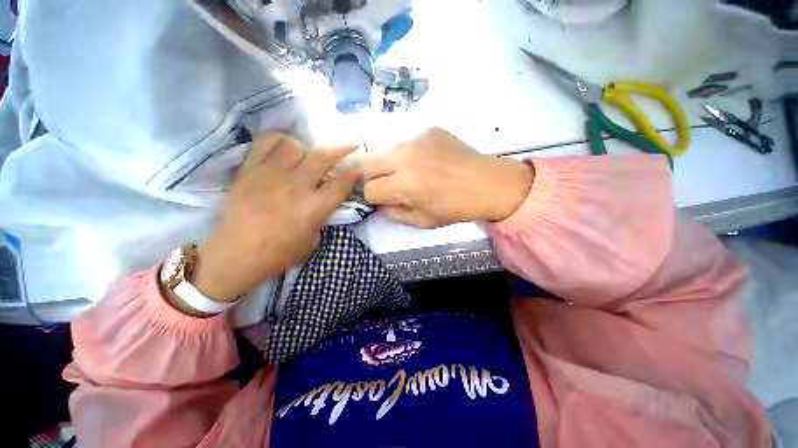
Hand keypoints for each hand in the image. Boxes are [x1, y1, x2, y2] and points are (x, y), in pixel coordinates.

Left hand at [190, 134, 360, 302]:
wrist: (235, 256)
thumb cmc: (278, 254)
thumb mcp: (313, 241)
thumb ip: (322, 217)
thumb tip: (324, 201)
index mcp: (314, 207)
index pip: (342, 183)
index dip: (355, 173)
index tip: (360, 168)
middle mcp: (296, 186)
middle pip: (323, 157)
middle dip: (342, 149)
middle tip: (350, 146)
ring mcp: (271, 175)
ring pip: (296, 146)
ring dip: (309, 150)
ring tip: (309, 157)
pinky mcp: (249, 170)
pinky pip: (266, 143)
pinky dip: (280, 140)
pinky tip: (286, 148)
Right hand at [363, 128, 533, 227]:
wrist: (487, 183)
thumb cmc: (455, 208)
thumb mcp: (423, 221)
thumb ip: (395, 214)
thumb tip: (381, 205)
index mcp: (403, 184)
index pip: (369, 189)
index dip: (374, 198)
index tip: (385, 200)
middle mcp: (404, 157)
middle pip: (367, 164)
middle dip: (373, 178)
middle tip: (389, 185)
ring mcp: (416, 139)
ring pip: (386, 151)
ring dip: (390, 164)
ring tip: (410, 172)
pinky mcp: (429, 130)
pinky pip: (408, 143)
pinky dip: (410, 154)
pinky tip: (427, 161)